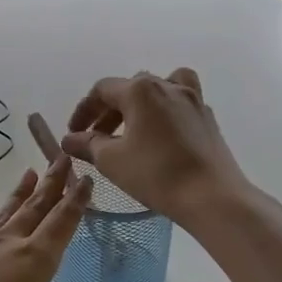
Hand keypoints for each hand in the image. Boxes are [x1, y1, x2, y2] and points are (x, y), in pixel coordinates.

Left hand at [0, 155, 130, 281]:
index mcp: (35, 260)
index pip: (62, 222)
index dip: (77, 200)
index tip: (86, 177)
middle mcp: (6, 244)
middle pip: (34, 208)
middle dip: (51, 183)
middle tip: (61, 156)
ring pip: (2, 213)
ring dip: (18, 193)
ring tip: (28, 172)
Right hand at [61, 68, 256, 229]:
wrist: (212, 196)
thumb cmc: (155, 173)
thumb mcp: (111, 160)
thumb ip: (87, 144)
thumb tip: (70, 139)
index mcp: (140, 90)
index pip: (102, 90)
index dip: (83, 110)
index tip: (74, 133)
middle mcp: (167, 85)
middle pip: (130, 88)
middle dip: (109, 110)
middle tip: (97, 137)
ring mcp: (192, 100)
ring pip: (159, 89)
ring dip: (140, 104)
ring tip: (132, 128)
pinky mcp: (207, 118)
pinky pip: (179, 104)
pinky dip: (164, 113)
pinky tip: (160, 138)